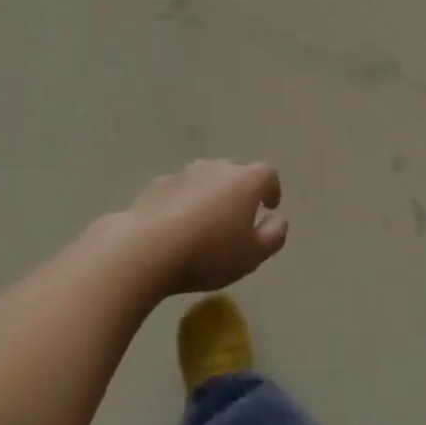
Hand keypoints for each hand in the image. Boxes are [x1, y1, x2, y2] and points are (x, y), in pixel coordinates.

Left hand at [121, 160, 287, 295]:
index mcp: (245, 181)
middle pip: (235, 174)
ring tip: (205, 226)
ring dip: (210, 197)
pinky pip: (180, 191)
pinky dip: (184, 204)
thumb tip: (278, 220)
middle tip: (237, 220)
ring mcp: (185, 173)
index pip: (267, 175)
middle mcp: (217, 168)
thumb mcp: (251, 256)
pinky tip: (176, 228)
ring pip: (206, 181)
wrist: (147, 248)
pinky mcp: (158, 184)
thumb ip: (273, 236)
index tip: (269, 208)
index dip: (271, 190)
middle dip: (239, 193)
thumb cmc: (208, 253)